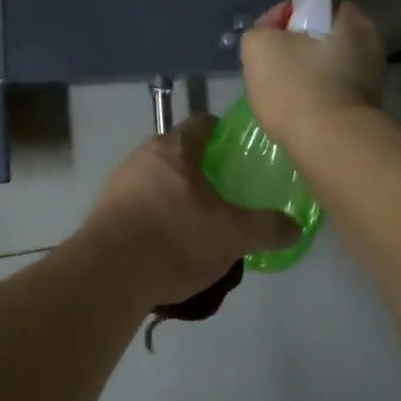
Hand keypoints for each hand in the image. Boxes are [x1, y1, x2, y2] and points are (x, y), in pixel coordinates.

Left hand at [82, 115, 300, 309]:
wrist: (108, 275)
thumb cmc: (175, 238)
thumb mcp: (232, 235)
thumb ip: (266, 228)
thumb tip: (295, 226)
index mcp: (174, 149)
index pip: (203, 124)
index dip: (225, 134)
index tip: (243, 152)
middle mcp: (142, 158)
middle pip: (180, 154)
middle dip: (203, 171)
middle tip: (229, 194)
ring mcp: (119, 186)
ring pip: (159, 183)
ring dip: (179, 198)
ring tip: (203, 226)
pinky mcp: (106, 215)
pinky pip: (142, 209)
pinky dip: (159, 220)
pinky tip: (172, 246)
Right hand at [240, 1, 386, 149]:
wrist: (329, 145)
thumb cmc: (296, 86)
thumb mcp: (258, 45)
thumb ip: (262, 29)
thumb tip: (273, 34)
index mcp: (352, 18)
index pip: (312, 4)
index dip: (284, 17)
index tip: (267, 38)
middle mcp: (370, 43)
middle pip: (319, 37)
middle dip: (294, 48)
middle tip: (269, 68)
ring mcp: (372, 79)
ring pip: (325, 67)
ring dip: (304, 75)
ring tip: (279, 95)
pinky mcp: (366, 110)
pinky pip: (332, 93)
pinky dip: (314, 98)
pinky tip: (296, 112)